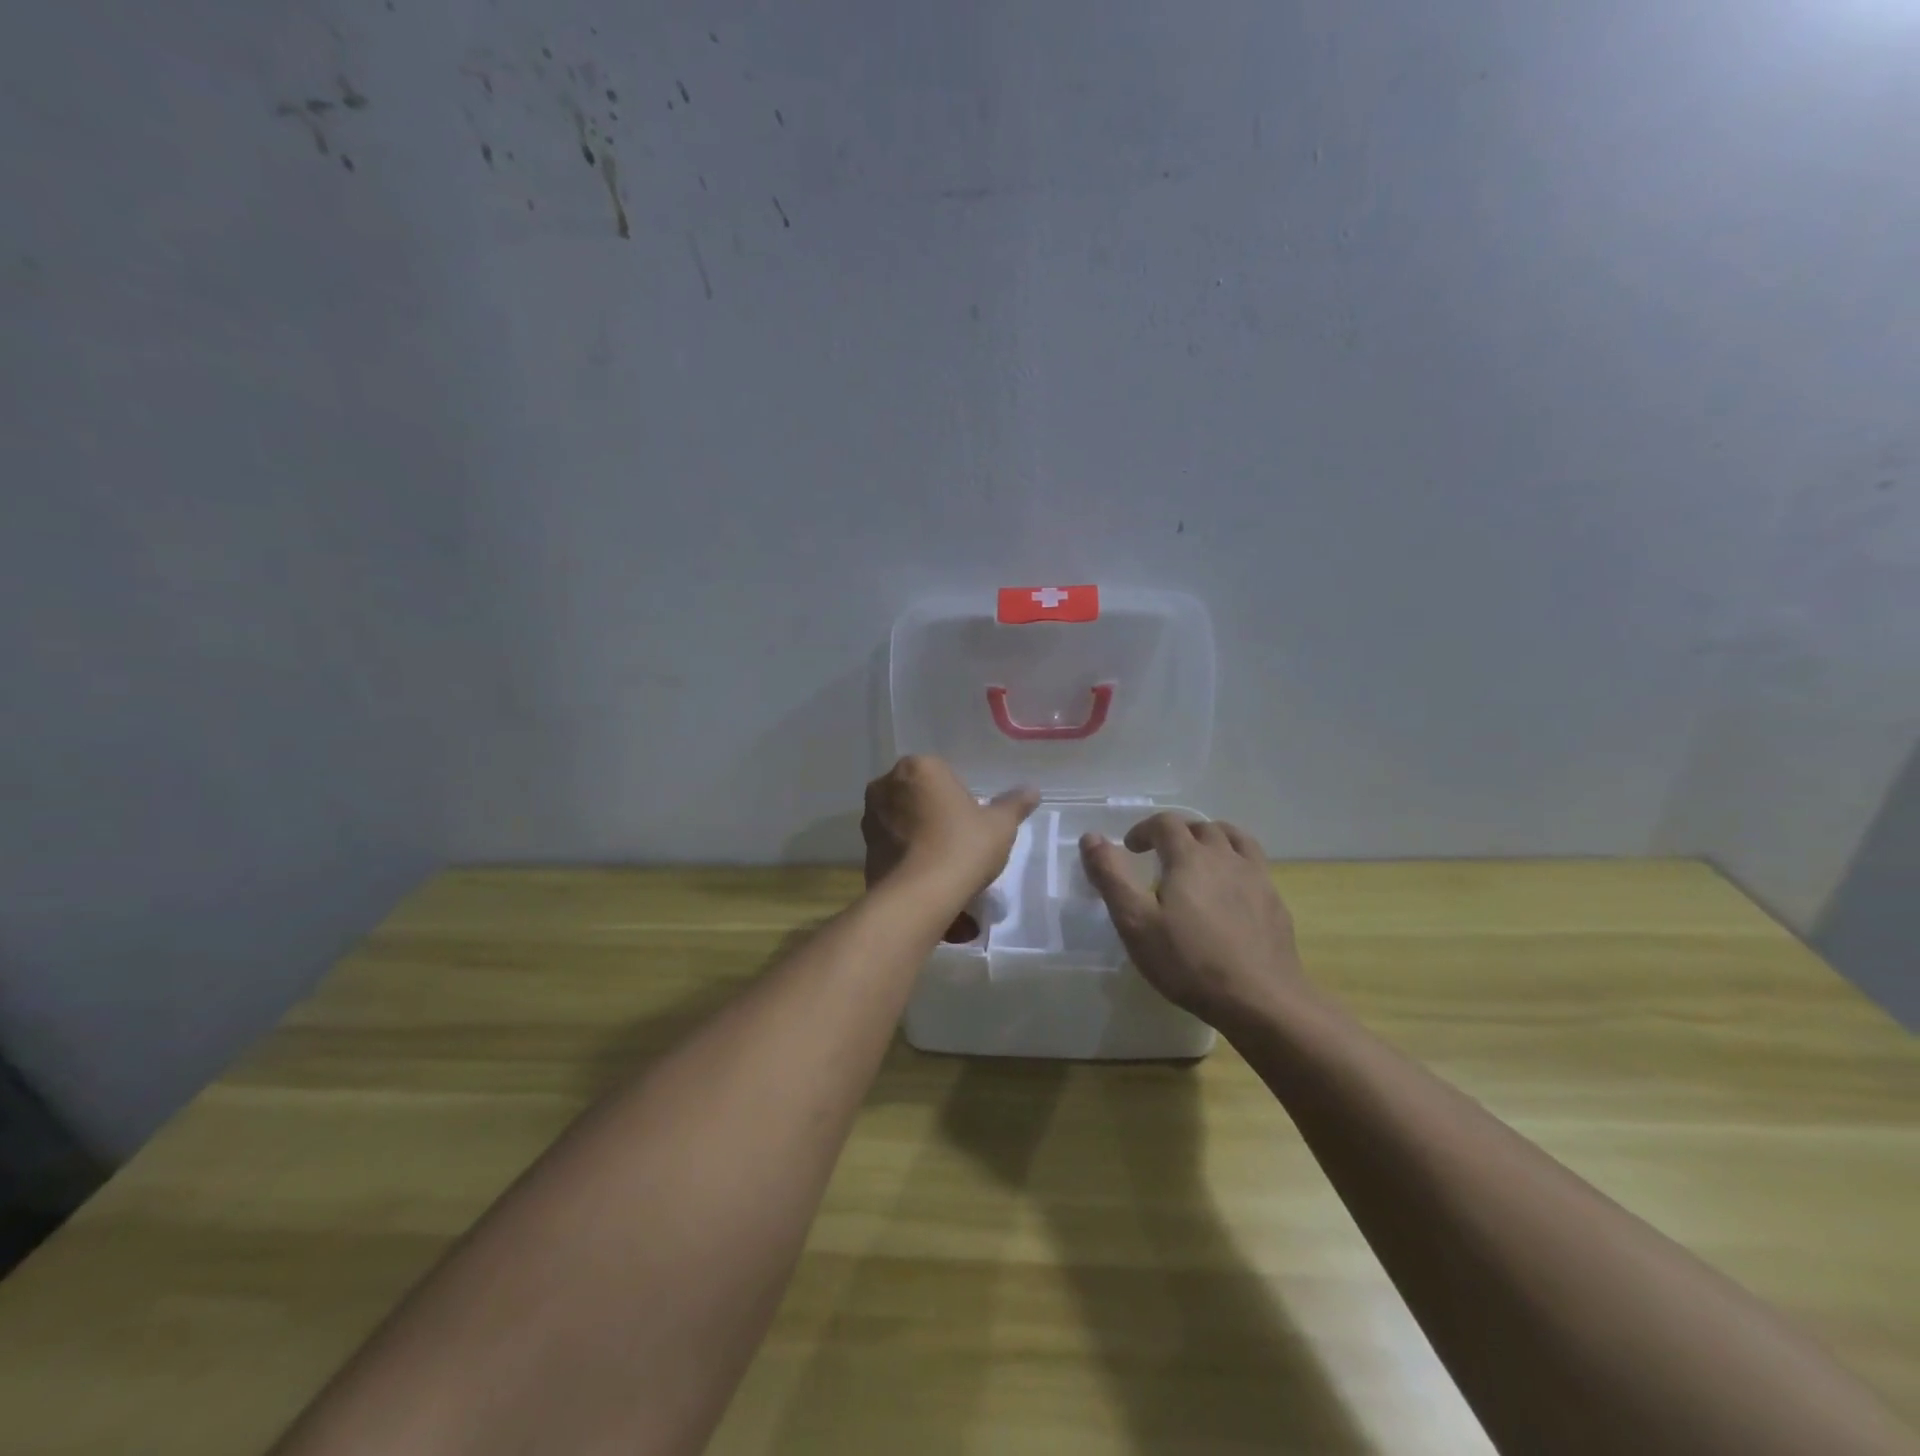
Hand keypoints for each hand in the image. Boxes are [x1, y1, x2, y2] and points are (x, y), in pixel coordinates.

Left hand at [862, 758, 1038, 929]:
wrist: (919, 896)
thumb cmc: (963, 847)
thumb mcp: (999, 825)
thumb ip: (1014, 804)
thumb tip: (1032, 790)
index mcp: (919, 767)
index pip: (945, 776)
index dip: (962, 800)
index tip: (973, 825)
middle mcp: (887, 784)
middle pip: (920, 795)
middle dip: (936, 814)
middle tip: (960, 842)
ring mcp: (871, 817)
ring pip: (903, 820)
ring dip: (919, 834)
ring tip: (942, 864)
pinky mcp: (864, 848)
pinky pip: (892, 845)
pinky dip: (906, 855)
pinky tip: (925, 876)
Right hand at [1080, 813, 1304, 1026]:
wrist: (1261, 1000)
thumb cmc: (1189, 961)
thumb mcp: (1136, 922)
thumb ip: (1111, 876)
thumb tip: (1091, 838)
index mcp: (1190, 857)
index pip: (1165, 823)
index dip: (1144, 830)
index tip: (1131, 849)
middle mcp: (1226, 857)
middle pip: (1202, 828)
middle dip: (1177, 833)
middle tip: (1161, 855)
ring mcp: (1257, 878)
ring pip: (1235, 840)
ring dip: (1213, 840)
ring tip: (1200, 859)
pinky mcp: (1275, 903)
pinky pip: (1255, 866)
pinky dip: (1237, 864)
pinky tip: (1231, 892)